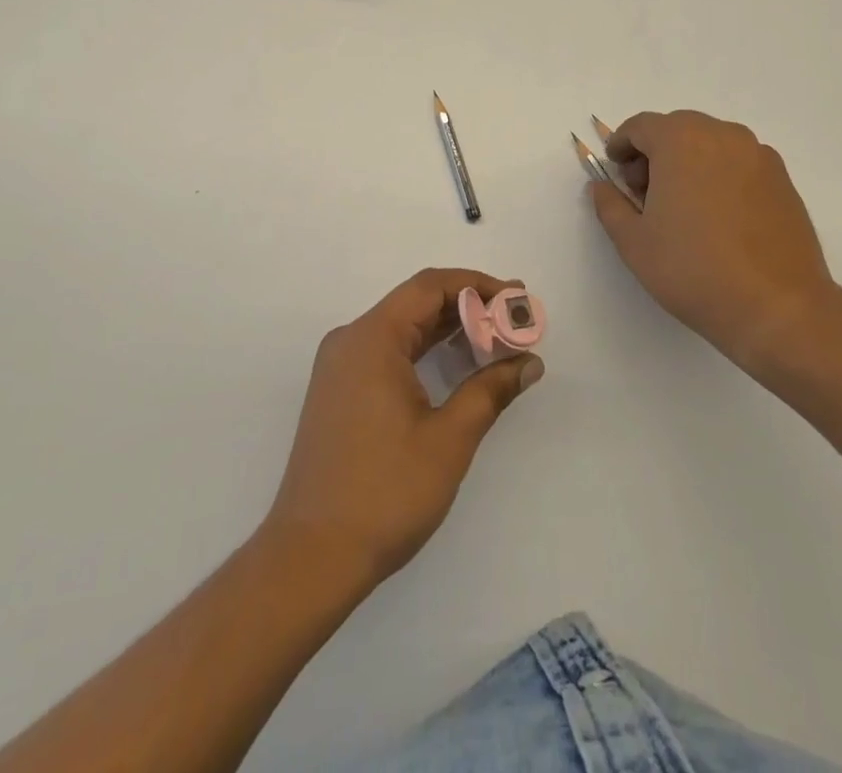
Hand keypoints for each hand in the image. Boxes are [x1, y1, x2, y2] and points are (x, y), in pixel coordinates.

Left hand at [263, 269, 541, 589]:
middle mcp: (350, 341)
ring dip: (447, 330)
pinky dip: (424, 352)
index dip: (477, 285)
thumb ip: (490, 390)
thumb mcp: (448, 439)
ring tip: (496, 340)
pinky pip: (387, 353)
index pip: (429, 287)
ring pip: (402, 329)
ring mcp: (340, 367)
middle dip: (467, 307)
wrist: (311, 557)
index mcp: (371, 338)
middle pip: (415, 303)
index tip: (516, 297)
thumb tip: (529, 362)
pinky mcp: (340, 392)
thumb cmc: (385, 493)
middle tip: (514, 319)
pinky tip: (456, 366)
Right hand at [589, 110, 841, 374]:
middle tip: (644, 192)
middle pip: (677, 129)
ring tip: (683, 206)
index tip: (615, 170)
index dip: (621, 145)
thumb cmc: (693, 270)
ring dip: (688, 161)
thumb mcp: (634, 242)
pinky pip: (738, 162)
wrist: (778, 307)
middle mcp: (722, 135)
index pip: (641, 126)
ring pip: (710, 143)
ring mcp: (758, 155)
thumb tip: (602, 186)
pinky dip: (719, 174)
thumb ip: (610, 204)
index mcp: (681, 141)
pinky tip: (717, 216)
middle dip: (654, 152)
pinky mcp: (782, 179)